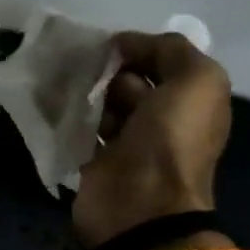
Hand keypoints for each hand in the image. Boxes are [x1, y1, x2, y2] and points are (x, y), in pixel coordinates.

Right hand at [72, 31, 231, 248]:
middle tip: (86, 71)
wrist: (139, 205)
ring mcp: (127, 142)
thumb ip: (171, 50)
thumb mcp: (197, 81)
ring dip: (83, 92)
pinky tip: (53, 104)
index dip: (138, 49)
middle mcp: (162, 119)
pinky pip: (79, 126)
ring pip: (100, 102)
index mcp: (191, 101)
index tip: (111, 47)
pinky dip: (67, 115)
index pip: (161, 60)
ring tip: (63, 86)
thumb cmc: (170, 140)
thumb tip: (126, 45)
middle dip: (106, 71)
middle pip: (127, 80)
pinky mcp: (95, 160)